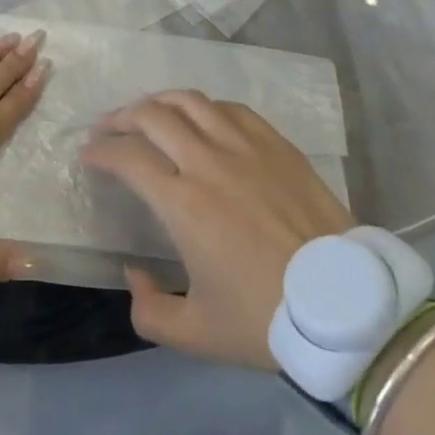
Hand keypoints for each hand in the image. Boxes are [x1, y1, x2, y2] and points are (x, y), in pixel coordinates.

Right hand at [81, 91, 354, 369]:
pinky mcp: (276, 143)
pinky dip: (204, 107)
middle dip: (121, 118)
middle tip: (109, 129)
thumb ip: (149, 311)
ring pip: (190, 101)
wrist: (345, 306)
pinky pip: (230, 109)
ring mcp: (244, 146)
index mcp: (182, 202)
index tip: (89, 155)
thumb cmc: (267, 319)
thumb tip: (133, 273)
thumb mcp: (197, 334)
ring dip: (159, 102)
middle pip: (152, 115)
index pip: (127, 157)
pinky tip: (201, 119)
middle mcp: (207, 161)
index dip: (101, 151)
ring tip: (148, 113)